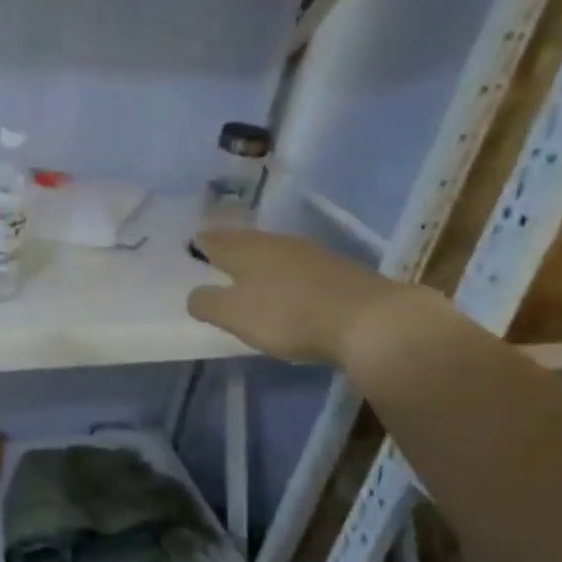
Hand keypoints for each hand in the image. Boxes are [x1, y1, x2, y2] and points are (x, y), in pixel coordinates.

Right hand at [187, 229, 413, 365]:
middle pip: (245, 242)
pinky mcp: (337, 272)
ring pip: (273, 253)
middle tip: (214, 259)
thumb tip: (195, 295)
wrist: (370, 321)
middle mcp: (277, 243)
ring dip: (259, 262)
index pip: (214, 240)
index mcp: (247, 249)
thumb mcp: (235, 315)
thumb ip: (207, 303)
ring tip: (248, 276)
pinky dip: (285, 276)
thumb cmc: (290, 315)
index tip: (190, 247)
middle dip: (230, 249)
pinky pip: (298, 269)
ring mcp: (311, 254)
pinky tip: (287, 291)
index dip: (200, 244)